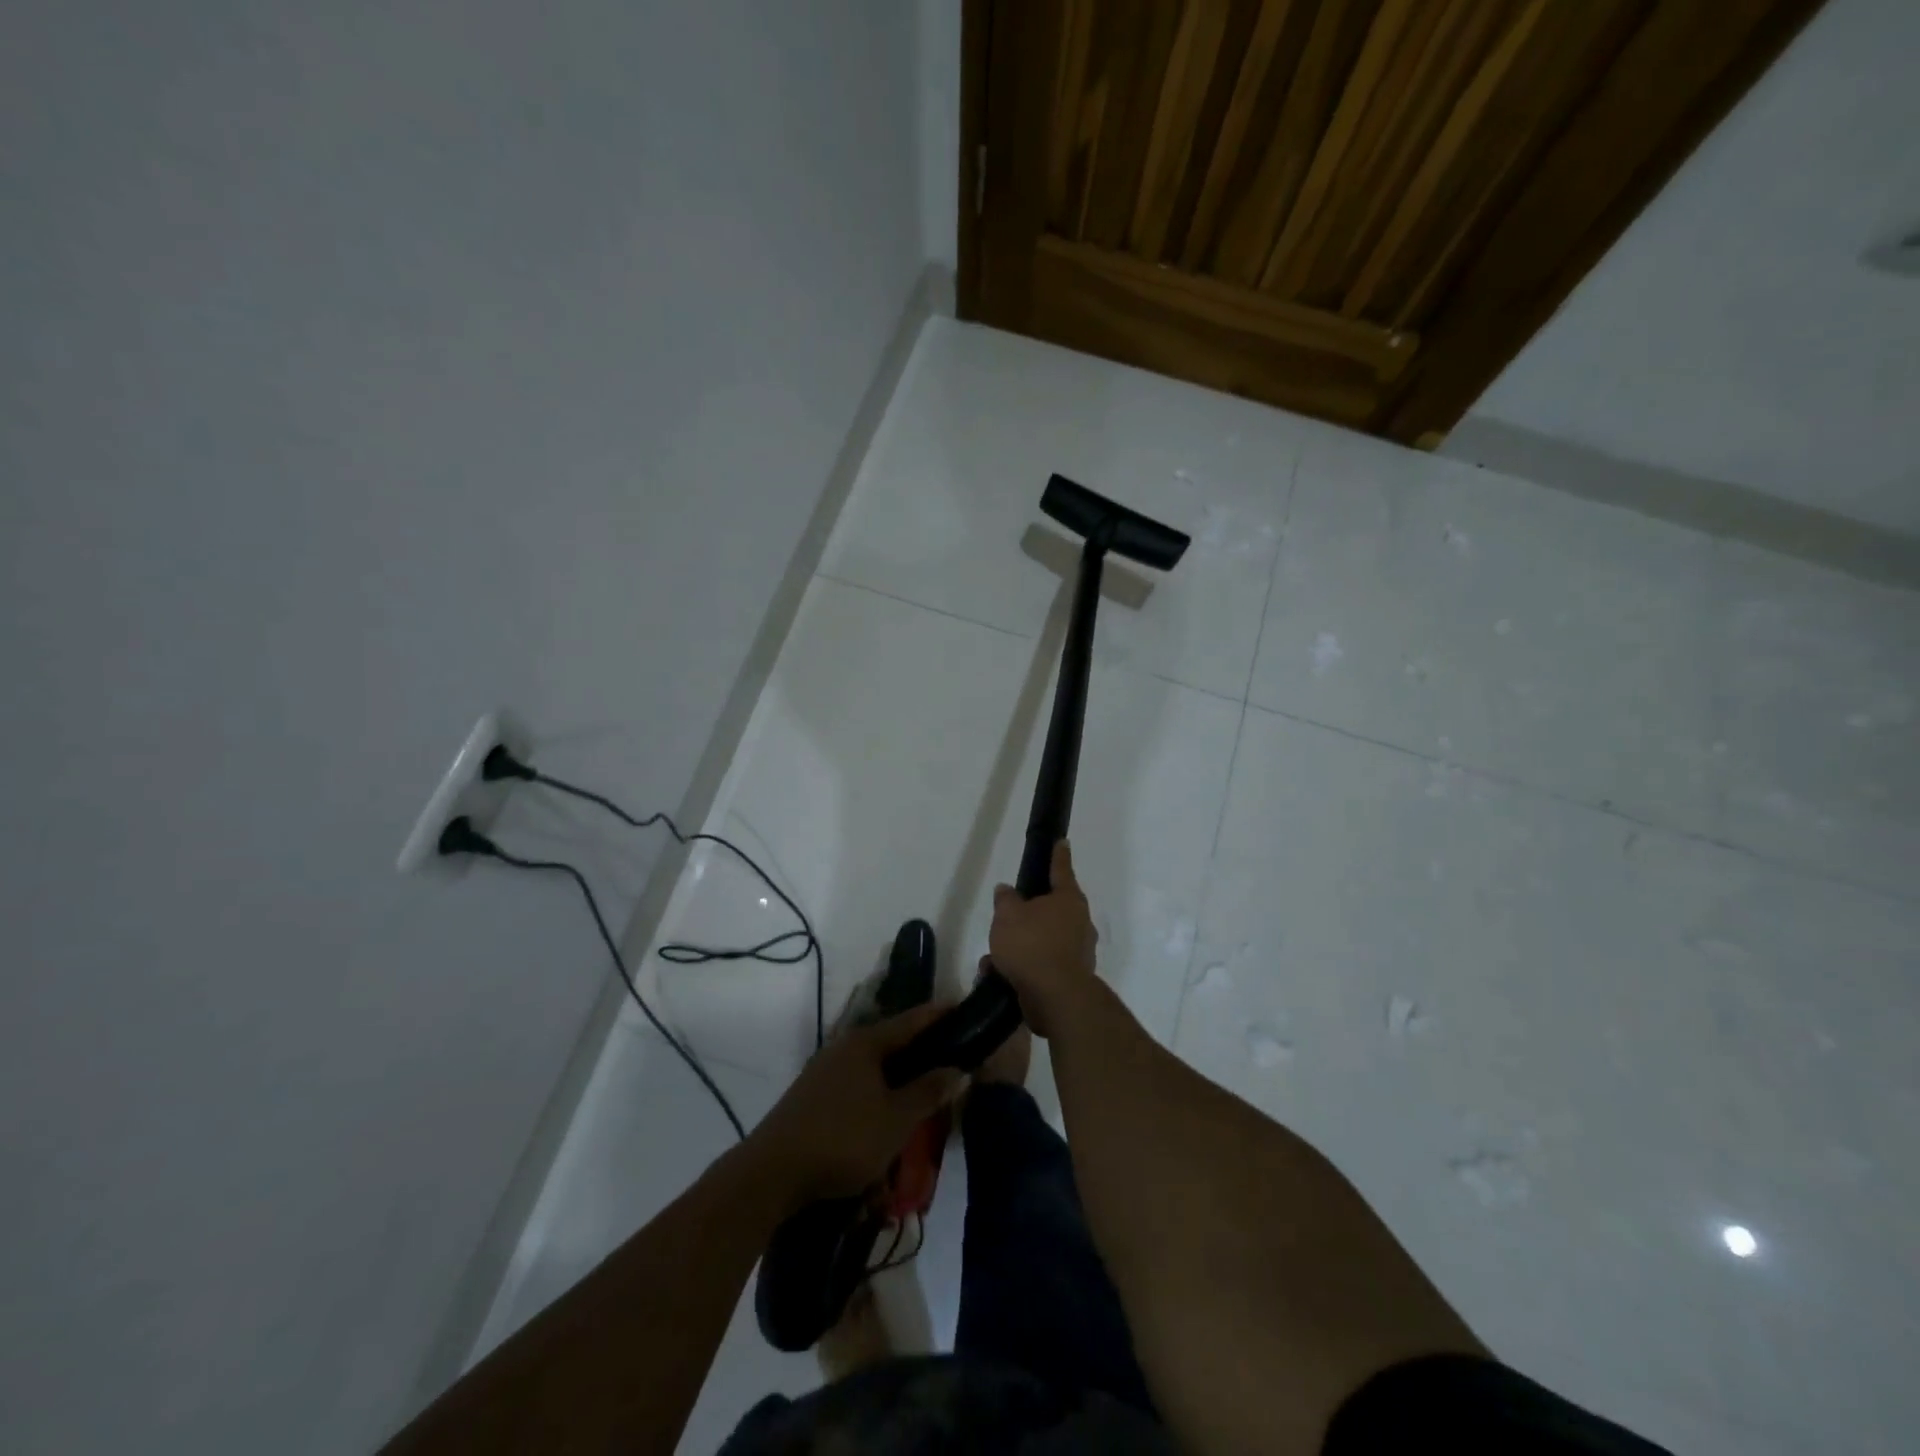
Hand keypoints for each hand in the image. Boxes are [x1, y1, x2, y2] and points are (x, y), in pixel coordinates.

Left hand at [747, 1003, 963, 1204]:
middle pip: (891, 1040)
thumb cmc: (843, 1139)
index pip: (912, 1020)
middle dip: (921, 1047)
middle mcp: (844, 1047)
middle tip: (951, 1054)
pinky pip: (857, 1083)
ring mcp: (824, 1070)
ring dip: (898, 1073)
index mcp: (866, 1043)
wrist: (772, 1173)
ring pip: (873, 1064)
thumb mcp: (896, 1119)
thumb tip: (958, 1068)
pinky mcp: (813, 1095)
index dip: (940, 1014)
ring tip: (923, 1087)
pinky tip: (886, 1110)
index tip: (963, 1007)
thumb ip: (928, 1092)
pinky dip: (878, 1090)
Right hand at [988, 840, 1098, 1037]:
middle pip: (1052, 909)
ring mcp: (1078, 952)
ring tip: (993, 958)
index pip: (1061, 869)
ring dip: (1020, 947)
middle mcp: (1079, 923)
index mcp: (1068, 900)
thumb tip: (1007, 891)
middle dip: (1028, 914)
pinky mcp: (1071, 979)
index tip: (1062, 842)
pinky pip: (1042, 965)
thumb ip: (1005, 900)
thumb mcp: (1007, 915)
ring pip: (1043, 940)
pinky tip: (999, 977)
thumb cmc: (1032, 945)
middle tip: (1008, 917)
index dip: (1058, 855)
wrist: (1055, 998)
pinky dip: (1023, 968)